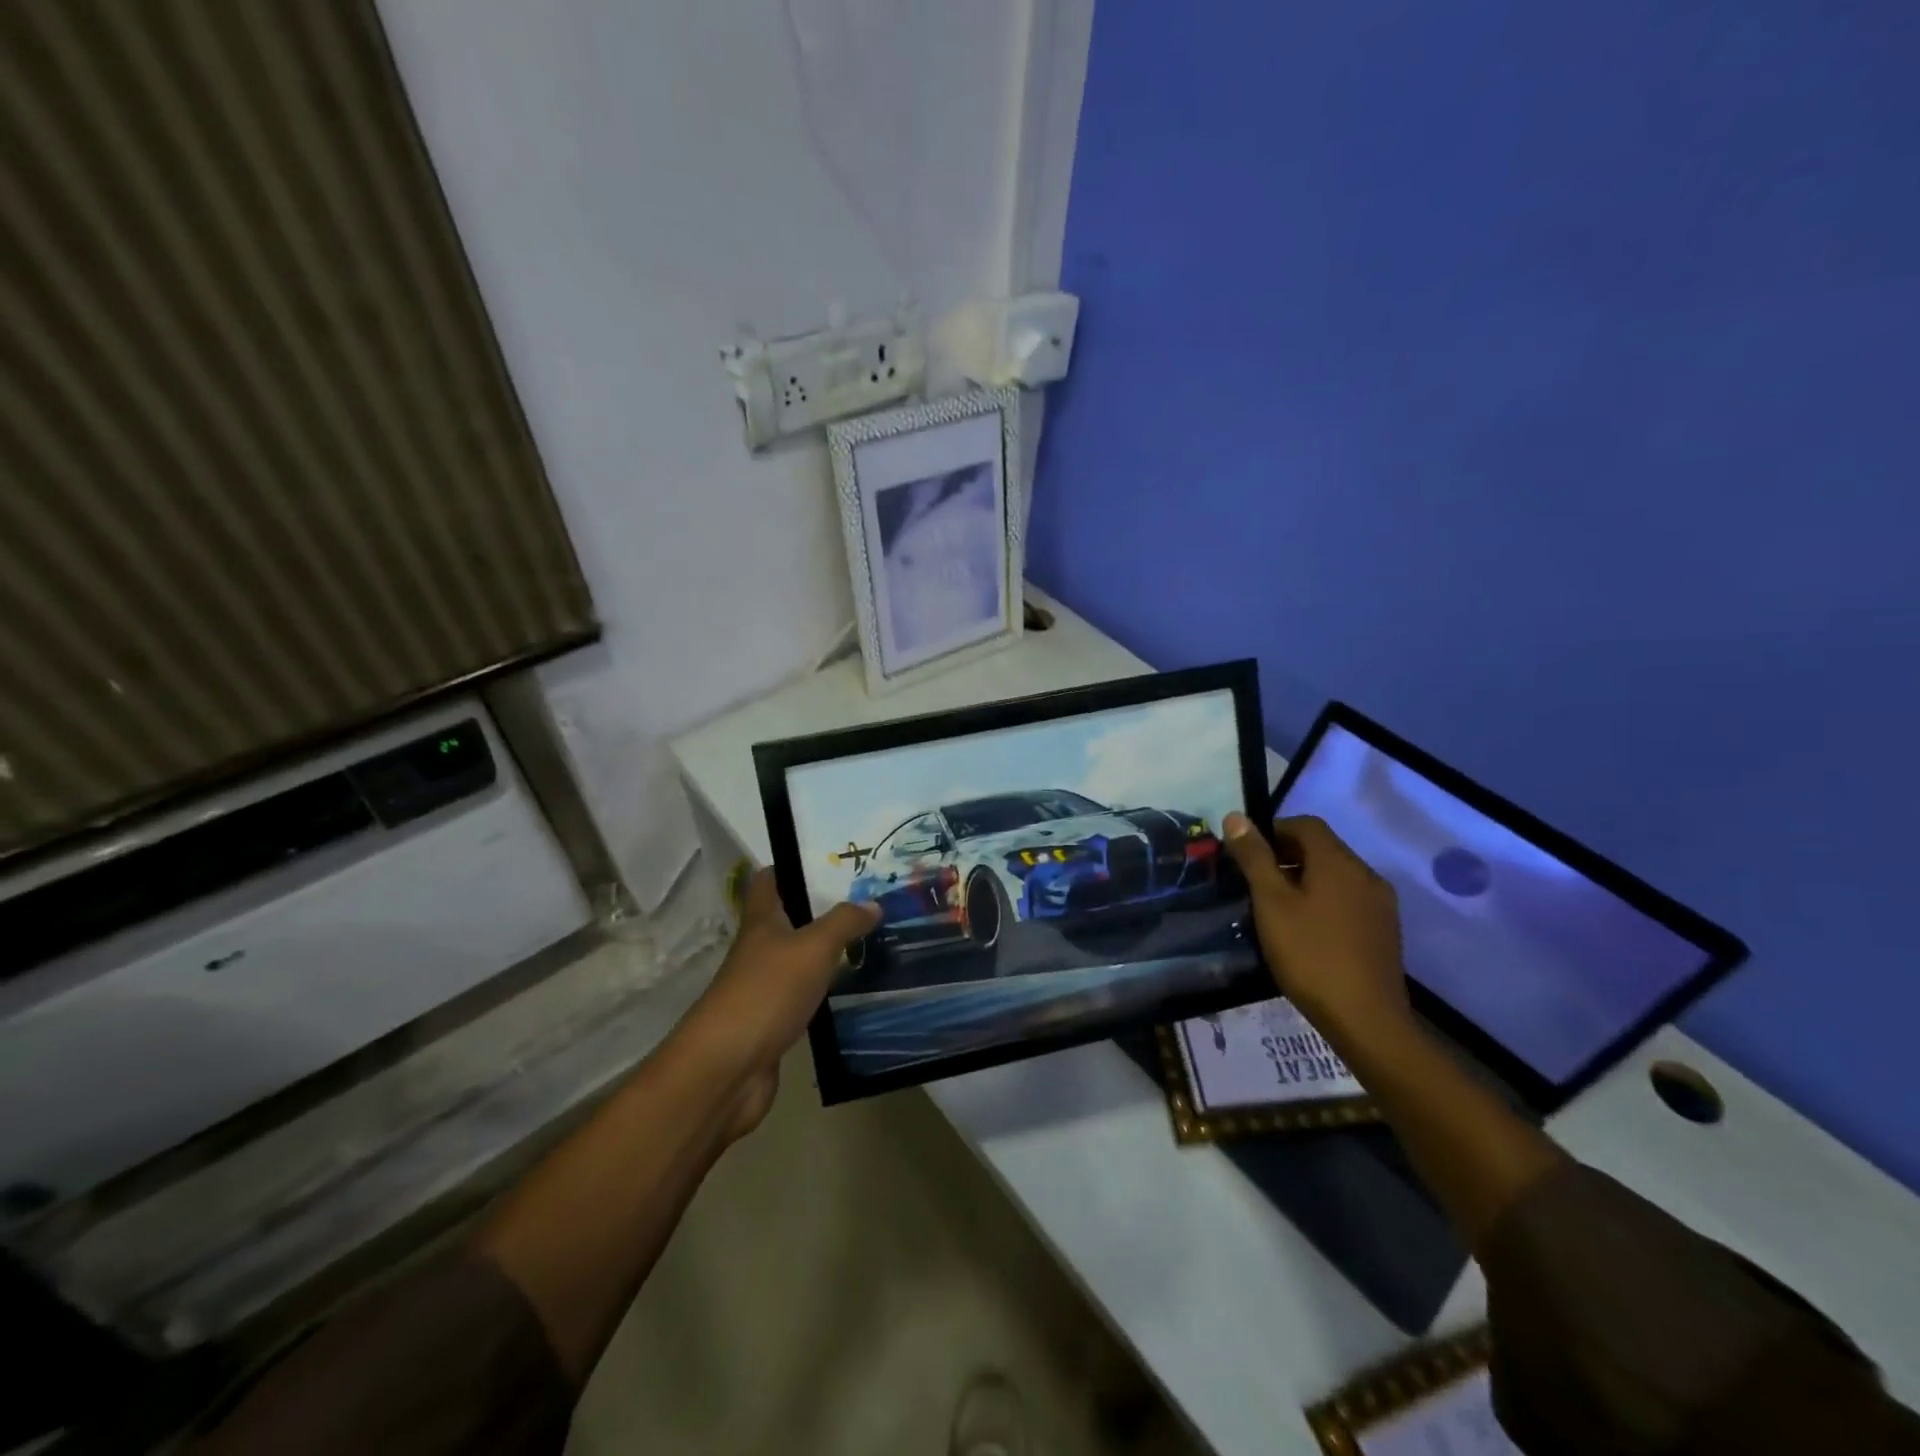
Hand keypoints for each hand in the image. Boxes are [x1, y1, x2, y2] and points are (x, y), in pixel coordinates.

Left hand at [686, 869, 878, 1137]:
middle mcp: (759, 949)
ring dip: (828, 950)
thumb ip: (843, 922)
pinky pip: (805, 994)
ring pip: (799, 957)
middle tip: (867, 899)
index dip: (791, 865)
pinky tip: (855, 987)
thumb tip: (873, 903)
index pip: (768, 880)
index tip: (828, 859)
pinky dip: (826, 989)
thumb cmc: (767, 992)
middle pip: (788, 918)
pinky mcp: (773, 1021)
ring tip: (870, 939)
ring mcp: (764, 987)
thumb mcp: (813, 948)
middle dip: (822, 908)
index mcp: (761, 921)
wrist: (727, 1069)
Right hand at [1221, 812, 1411, 1045]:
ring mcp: (1380, 904)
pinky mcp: (1384, 930)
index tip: (1247, 853)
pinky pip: (1348, 899)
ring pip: (1336, 875)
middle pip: (1323, 848)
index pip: (1306, 824)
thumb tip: (1236, 816)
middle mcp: (1365, 874)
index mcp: (1339, 862)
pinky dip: (1324, 901)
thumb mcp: (1271, 903)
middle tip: (1255, 882)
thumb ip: (1254, 857)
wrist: (1366, 1019)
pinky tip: (1306, 931)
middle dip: (1287, 855)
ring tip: (1276, 907)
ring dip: (1305, 879)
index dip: (1273, 830)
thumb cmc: (1310, 955)